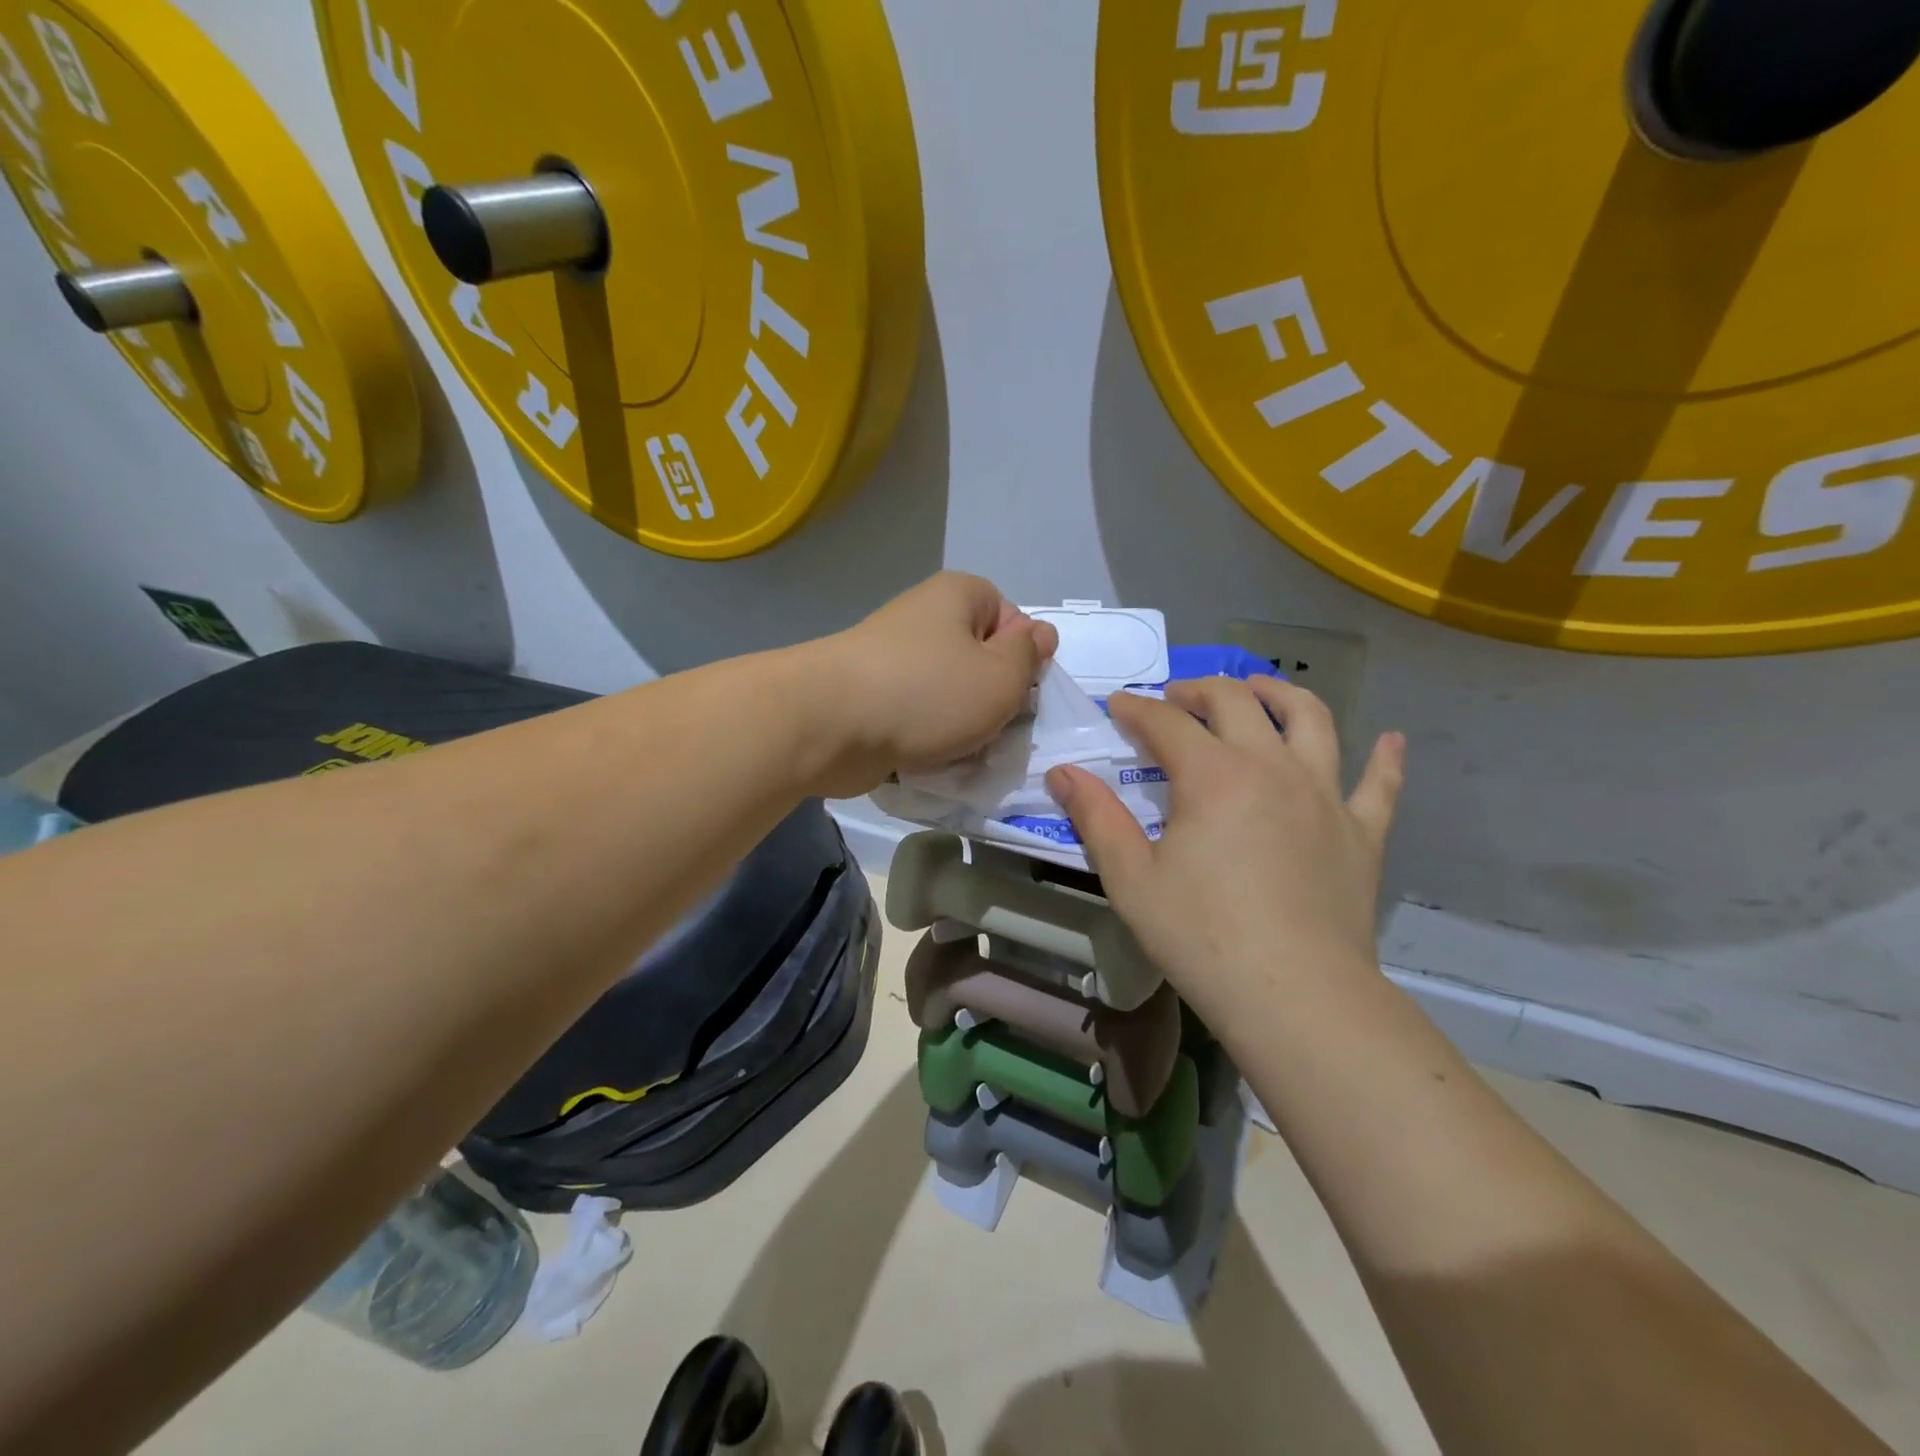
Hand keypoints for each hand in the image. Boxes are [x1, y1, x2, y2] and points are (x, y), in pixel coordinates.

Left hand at [808, 573, 1056, 797]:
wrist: (829, 725)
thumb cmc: (928, 693)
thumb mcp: (1001, 676)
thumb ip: (1029, 655)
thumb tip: (1040, 634)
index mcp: (958, 596)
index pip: (1012, 621)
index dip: (1023, 660)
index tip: (1018, 693)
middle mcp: (923, 618)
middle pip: (979, 660)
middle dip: (991, 700)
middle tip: (993, 731)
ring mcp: (892, 658)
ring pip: (948, 695)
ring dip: (961, 727)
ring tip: (959, 752)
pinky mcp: (870, 697)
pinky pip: (916, 716)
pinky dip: (926, 739)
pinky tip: (928, 761)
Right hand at [1046, 678, 1404, 1021]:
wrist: (1296, 997)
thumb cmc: (1201, 936)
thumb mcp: (1131, 879)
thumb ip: (1096, 818)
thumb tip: (1062, 772)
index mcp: (1213, 775)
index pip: (1167, 722)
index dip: (1137, 709)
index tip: (1116, 706)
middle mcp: (1272, 766)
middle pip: (1237, 702)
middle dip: (1199, 691)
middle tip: (1176, 699)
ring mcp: (1325, 795)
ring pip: (1312, 718)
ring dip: (1280, 694)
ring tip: (1259, 690)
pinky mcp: (1362, 831)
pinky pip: (1380, 784)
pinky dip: (1385, 758)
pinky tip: (1390, 741)